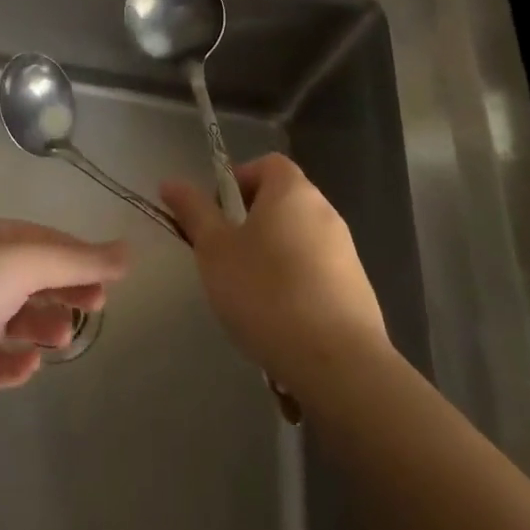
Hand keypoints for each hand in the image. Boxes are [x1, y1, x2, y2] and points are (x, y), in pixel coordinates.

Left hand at [0, 218, 129, 413]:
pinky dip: (14, 363)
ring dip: (42, 326)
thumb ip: (78, 260)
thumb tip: (130, 252)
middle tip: (96, 306)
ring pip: (15, 320)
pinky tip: (29, 366)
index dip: (78, 256)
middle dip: (64, 290)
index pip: (42, 241)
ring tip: (60, 337)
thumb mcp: (25, 261)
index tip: (110, 278)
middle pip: (31, 279)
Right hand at [160, 154, 385, 384]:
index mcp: (292, 191)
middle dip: (251, 222)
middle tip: (225, 255)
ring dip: (273, 256)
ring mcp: (347, 253)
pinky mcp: (358, 291)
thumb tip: (171, 182)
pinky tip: (281, 320)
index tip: (218, 214)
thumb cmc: (266, 293)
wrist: (339, 365)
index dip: (238, 180)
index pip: (266, 164)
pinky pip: (317, 273)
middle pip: (282, 202)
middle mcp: (325, 212)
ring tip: (250, 294)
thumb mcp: (214, 250)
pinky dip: (296, 285)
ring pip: (298, 239)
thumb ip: (194, 212)